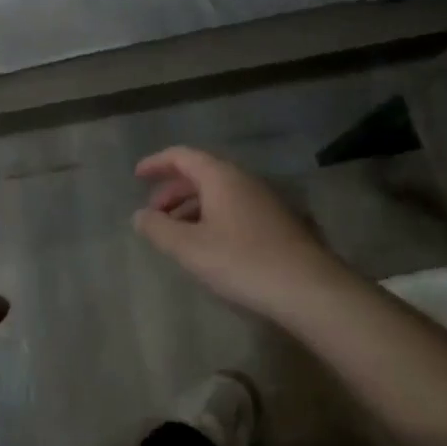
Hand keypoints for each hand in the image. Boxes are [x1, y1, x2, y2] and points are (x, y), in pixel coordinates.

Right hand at [133, 147, 344, 321]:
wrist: (309, 289)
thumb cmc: (242, 261)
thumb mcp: (190, 248)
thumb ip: (159, 229)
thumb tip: (139, 215)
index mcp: (220, 176)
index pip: (181, 156)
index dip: (156, 163)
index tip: (137, 176)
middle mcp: (243, 179)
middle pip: (200, 174)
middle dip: (172, 191)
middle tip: (153, 214)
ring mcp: (264, 200)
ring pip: (219, 193)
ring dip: (192, 207)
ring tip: (176, 234)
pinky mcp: (278, 222)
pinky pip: (234, 208)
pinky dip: (212, 217)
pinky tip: (209, 246)